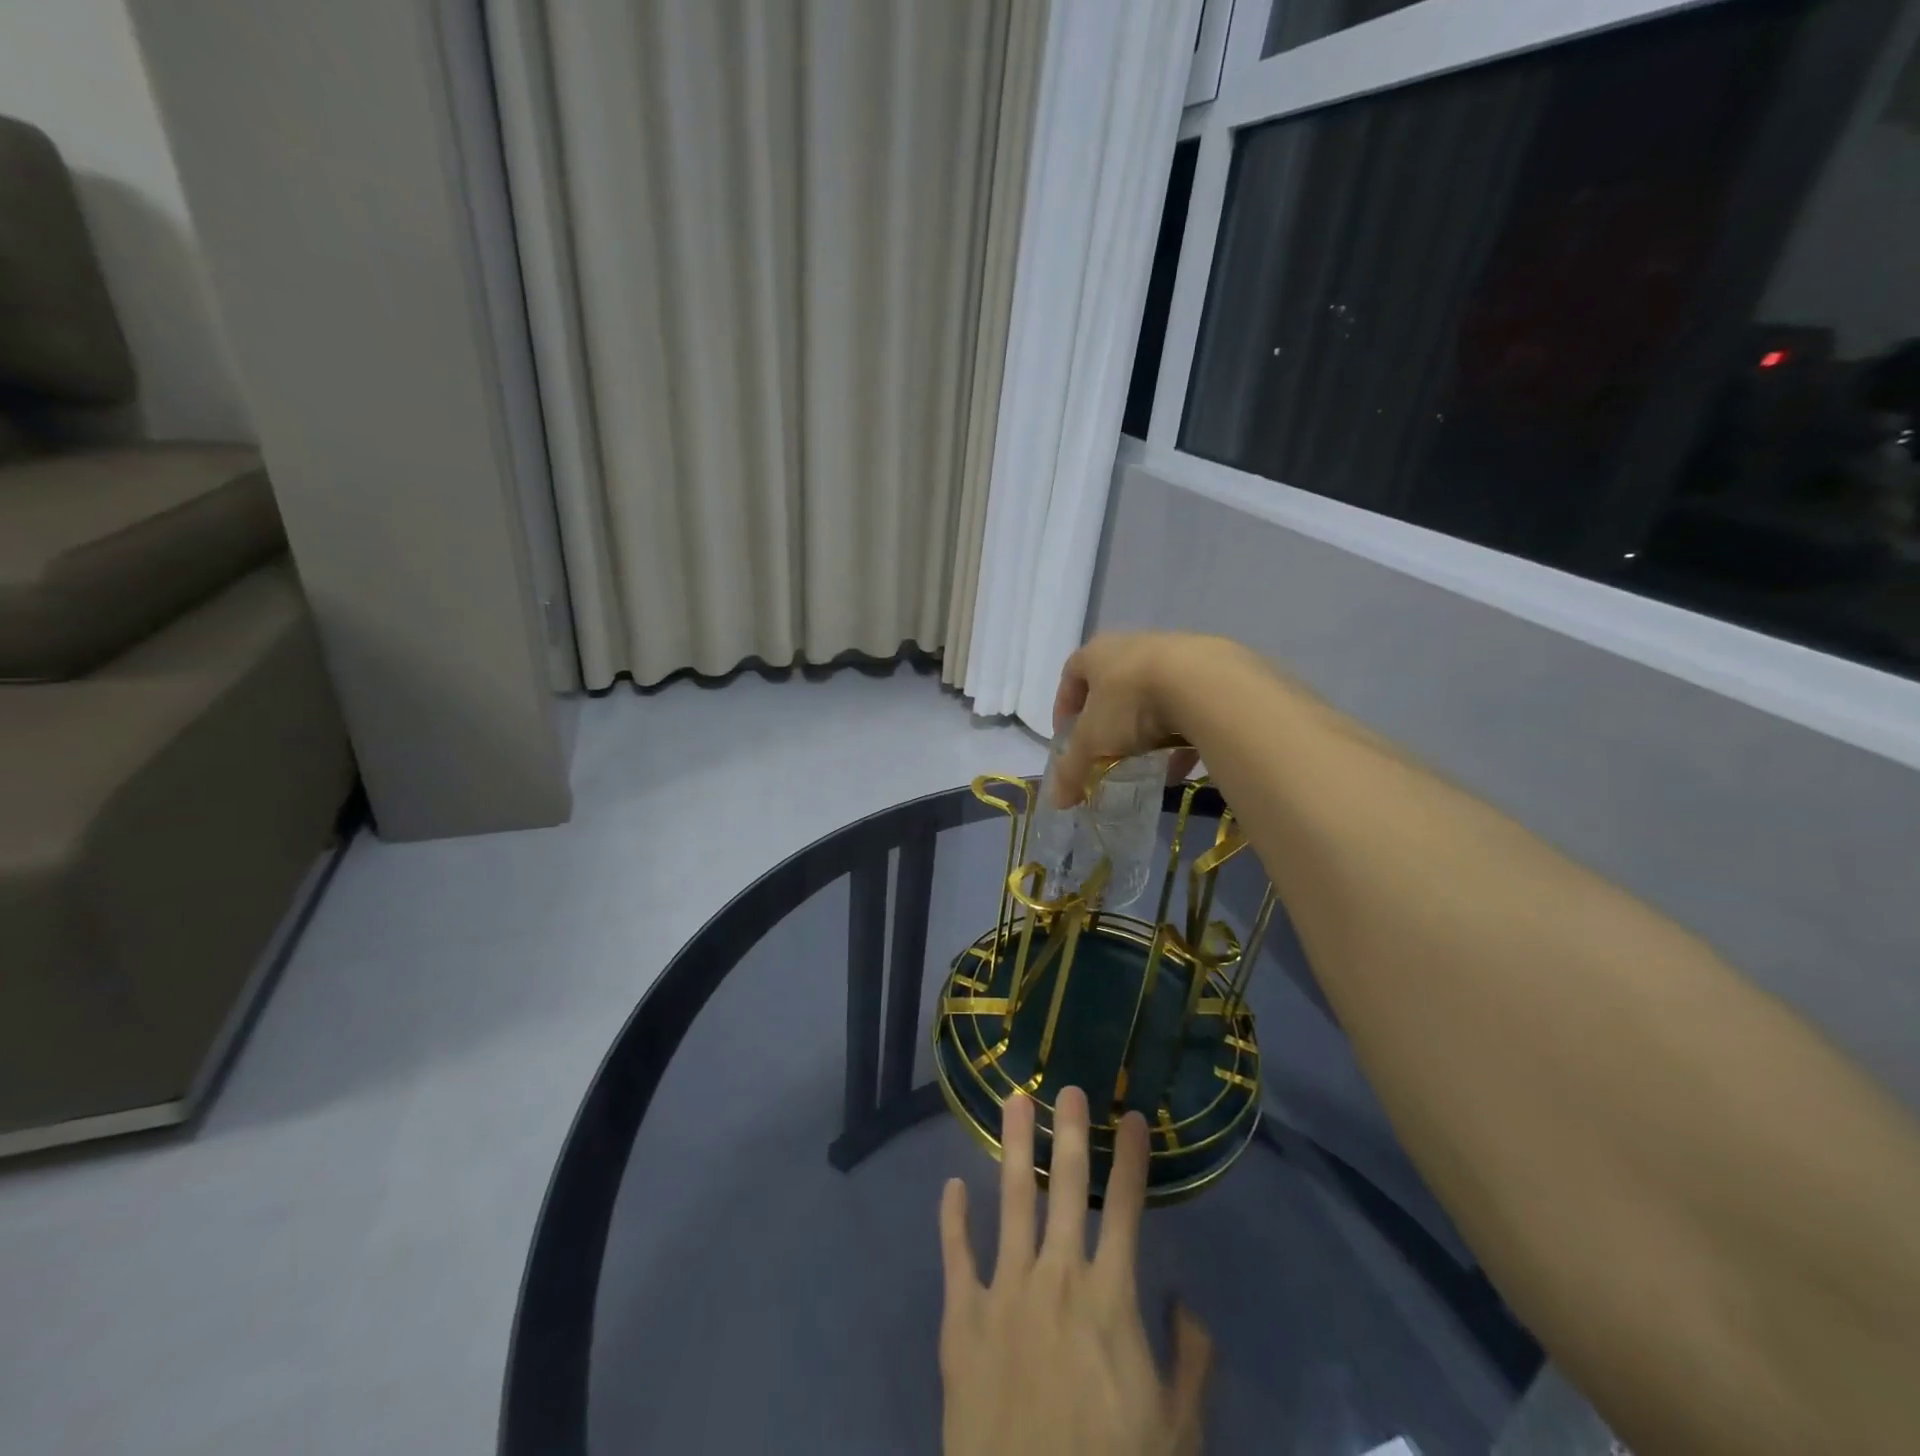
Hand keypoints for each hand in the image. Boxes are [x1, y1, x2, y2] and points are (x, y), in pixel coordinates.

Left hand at [938, 1086, 1212, 1455]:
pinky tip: (952, 1186)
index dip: (1131, 1160)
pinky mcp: (962, 1318)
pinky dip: (953, 1219)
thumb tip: (1187, 1302)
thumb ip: (1191, 1363)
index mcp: (1110, 1299)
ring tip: (1014, 1100)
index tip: (1131, 1116)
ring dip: (1016, 1147)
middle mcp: (1057, 1277)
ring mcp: (1004, 1291)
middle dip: (1070, 1133)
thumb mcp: (1177, 1432)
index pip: (1125, 1210)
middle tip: (1068, 1086)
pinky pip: (957, 1256)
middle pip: (1066, 1188)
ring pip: (1011, 1200)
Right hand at [1052, 633, 1231, 805]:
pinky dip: (1182, 736)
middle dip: (1109, 721)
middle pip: (1114, 684)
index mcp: (1098, 653)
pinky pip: (1189, 706)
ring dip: (1147, 729)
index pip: (1071, 674)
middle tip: (1107, 751)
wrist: (1205, 684)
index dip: (1065, 706)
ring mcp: (1176, 653)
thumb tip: (1058, 801)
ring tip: (1147, 762)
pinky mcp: (1212, 670)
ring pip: (1154, 695)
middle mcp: (1134, 645)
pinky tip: (1182, 766)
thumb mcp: (1093, 741)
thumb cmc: (1131, 703)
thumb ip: (1072, 769)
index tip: (1068, 737)